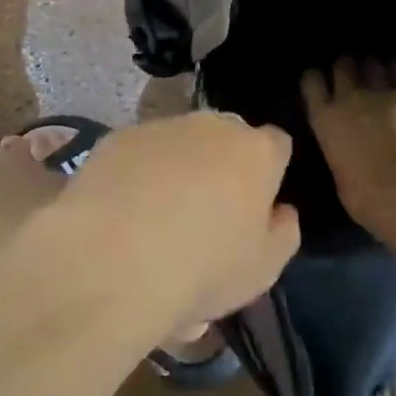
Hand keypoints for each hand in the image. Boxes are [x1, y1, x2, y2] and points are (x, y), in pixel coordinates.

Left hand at [42, 112, 299, 334]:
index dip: (269, 174)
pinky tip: (124, 213)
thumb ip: (282, 231)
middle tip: (207, 214)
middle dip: (223, 165)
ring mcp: (161, 127)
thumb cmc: (203, 268)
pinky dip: (138, 174)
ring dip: (178, 168)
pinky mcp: (117, 138)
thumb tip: (280, 210)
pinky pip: (139, 153)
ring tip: (158, 219)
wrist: (113, 261)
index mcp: (256, 151)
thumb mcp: (264, 269)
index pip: (276, 145)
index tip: (255, 206)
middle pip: (227, 138)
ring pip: (180, 143)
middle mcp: (211, 126)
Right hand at [302, 58, 395, 230]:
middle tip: (354, 76)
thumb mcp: (338, 172)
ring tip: (379, 74)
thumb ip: (338, 148)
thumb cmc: (367, 198)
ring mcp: (383, 92)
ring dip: (374, 68)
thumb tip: (344, 146)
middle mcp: (350, 97)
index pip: (312, 82)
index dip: (317, 79)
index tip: (322, 83)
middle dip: (348, 68)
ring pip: (373, 63)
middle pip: (343, 65)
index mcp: (325, 118)